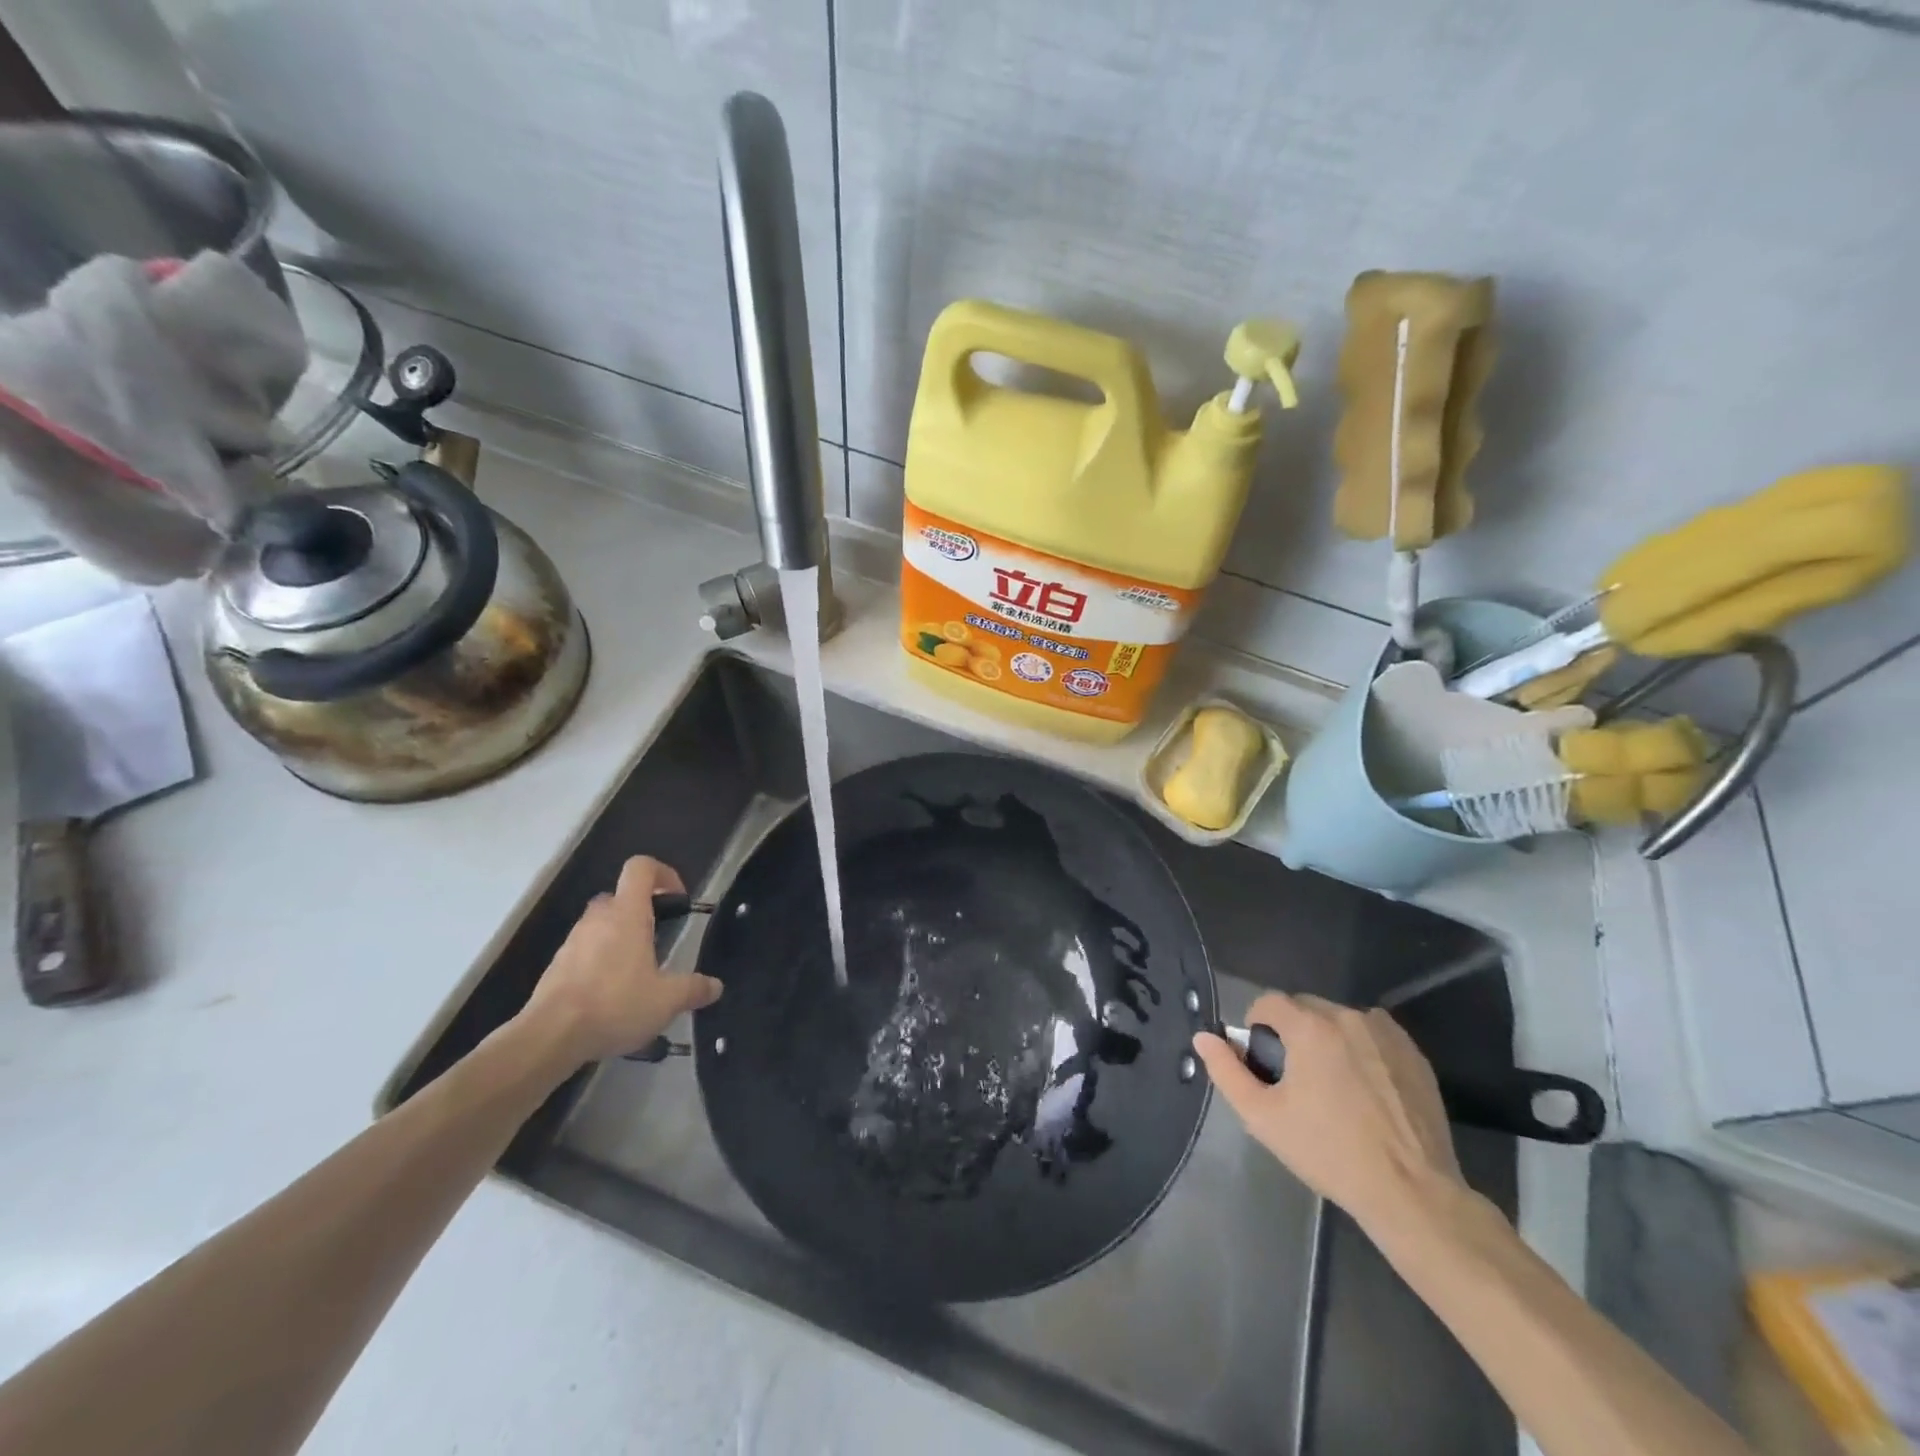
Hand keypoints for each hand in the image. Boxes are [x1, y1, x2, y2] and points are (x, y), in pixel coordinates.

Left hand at [519, 856, 722, 1065]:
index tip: (678, 899)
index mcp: (627, 913)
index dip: (663, 873)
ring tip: (638, 974)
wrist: (549, 1037)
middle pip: (621, 896)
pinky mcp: (557, 966)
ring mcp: (573, 941)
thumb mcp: (666, 1000)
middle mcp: (598, 919)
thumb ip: (693, 989)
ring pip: (601, 925)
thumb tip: (715, 986)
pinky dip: (600, 963)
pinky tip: (612, 996)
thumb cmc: (615, 1004)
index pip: (641, 868)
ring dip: (620, 939)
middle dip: (642, 912)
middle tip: (659, 940)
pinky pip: (585, 951)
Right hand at [1193, 992, 1464, 1236]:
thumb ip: (1227, 1071)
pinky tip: (1365, 1087)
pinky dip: (1361, 1048)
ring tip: (1333, 1084)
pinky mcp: (1412, 1052)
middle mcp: (1347, 1017)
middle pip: (1305, 1007)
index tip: (1263, 1061)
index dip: (1257, 1026)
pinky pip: (1373, 1033)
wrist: (1410, 1192)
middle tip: (1296, 1077)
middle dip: (1292, 1032)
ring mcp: (1385, 1032)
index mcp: (1309, 1027)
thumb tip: (1203, 1037)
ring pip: (1339, 1019)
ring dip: (1327, 1038)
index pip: (1269, 1002)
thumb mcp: (1263, 1117)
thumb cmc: (1329, 1152)